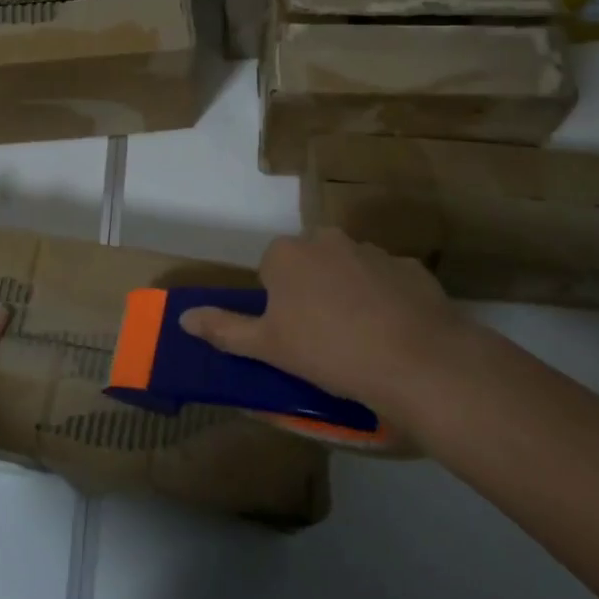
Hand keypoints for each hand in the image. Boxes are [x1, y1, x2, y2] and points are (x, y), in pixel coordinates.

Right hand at [179, 228, 464, 418]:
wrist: (416, 360)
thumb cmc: (328, 350)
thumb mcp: (267, 347)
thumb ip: (224, 329)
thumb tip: (183, 317)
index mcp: (287, 253)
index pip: (271, 270)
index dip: (279, 304)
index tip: (293, 335)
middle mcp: (327, 239)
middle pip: (310, 264)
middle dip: (313, 292)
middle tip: (323, 337)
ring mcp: (373, 250)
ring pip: (350, 269)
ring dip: (350, 293)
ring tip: (362, 339)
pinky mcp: (411, 267)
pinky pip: (389, 282)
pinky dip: (388, 300)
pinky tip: (395, 333)